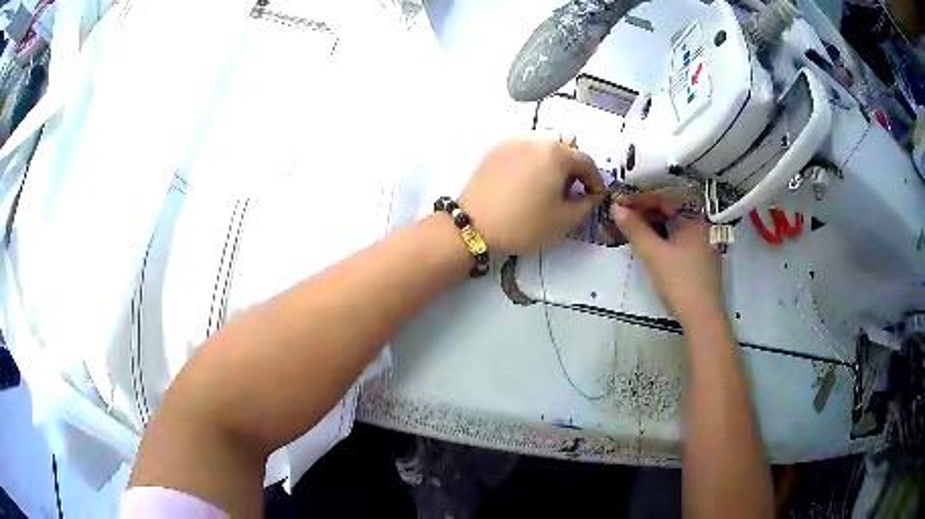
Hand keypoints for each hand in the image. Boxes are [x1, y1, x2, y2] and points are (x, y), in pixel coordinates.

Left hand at [459, 135, 603, 253]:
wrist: (474, 225)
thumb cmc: (523, 224)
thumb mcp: (563, 220)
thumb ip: (586, 204)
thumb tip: (590, 194)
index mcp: (556, 153)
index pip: (586, 161)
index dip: (595, 180)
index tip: (594, 196)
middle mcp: (536, 139)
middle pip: (565, 145)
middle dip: (573, 166)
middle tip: (569, 190)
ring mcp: (513, 141)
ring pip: (543, 143)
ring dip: (553, 159)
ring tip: (547, 184)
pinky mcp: (496, 148)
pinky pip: (524, 147)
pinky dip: (532, 158)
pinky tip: (527, 180)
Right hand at [611, 193, 724, 328]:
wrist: (703, 316)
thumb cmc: (680, 281)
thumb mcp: (654, 254)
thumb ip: (635, 229)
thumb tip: (616, 208)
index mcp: (694, 218)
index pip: (663, 199)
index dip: (639, 199)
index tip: (618, 202)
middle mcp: (702, 225)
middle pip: (670, 210)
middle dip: (645, 211)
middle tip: (623, 215)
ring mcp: (703, 242)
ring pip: (674, 225)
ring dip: (653, 224)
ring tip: (632, 228)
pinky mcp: (701, 257)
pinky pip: (679, 237)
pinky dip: (663, 236)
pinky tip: (650, 243)